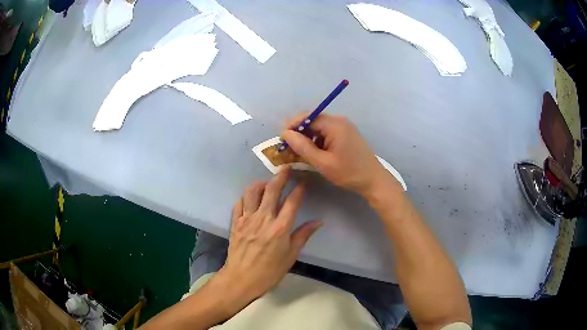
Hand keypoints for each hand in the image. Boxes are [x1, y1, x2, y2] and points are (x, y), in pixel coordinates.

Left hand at [213, 168, 321, 313]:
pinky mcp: (235, 223)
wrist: (242, 279)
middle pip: (272, 190)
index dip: (299, 189)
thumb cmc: (270, 271)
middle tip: (286, 168)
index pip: (292, 201)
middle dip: (280, 176)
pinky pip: (239, 203)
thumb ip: (303, 235)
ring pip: (252, 192)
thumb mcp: (291, 255)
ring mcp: (247, 219)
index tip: (303, 181)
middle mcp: (263, 218)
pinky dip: (245, 197)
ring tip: (267, 184)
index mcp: (280, 228)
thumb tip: (318, 222)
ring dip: (260, 184)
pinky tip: (250, 199)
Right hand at [282, 113, 397, 196]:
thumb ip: (303, 147)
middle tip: (287, 147)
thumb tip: (285, 133)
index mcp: (335, 124)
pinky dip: (317, 140)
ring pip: (319, 127)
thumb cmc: (348, 172)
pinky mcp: (346, 134)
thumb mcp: (323, 162)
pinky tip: (312, 152)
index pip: (308, 117)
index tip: (281, 139)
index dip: (292, 126)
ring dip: (307, 137)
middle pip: (313, 120)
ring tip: (298, 152)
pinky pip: (327, 132)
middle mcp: (339, 121)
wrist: (373, 180)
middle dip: (299, 132)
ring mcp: (344, 127)